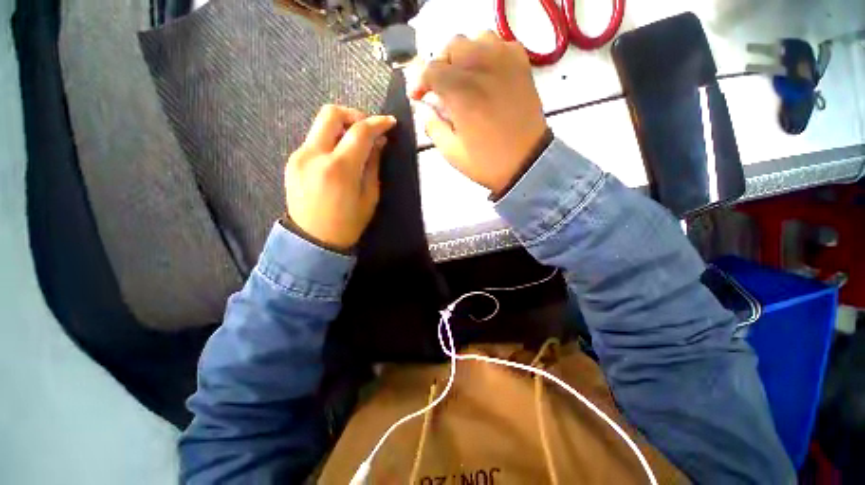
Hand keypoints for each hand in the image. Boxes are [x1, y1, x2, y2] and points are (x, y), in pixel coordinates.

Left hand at [285, 105, 396, 250]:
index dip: (377, 123)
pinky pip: (314, 140)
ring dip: (342, 129)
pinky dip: (331, 141)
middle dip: (354, 115)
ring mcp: (299, 156)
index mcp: (339, 168)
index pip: (360, 132)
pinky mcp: (292, 161)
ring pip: (320, 125)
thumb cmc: (348, 224)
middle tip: (368, 129)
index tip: (389, 122)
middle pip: (331, 113)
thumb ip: (373, 165)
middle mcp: (314, 155)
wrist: (313, 241)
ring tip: (356, 146)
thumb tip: (378, 143)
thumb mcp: (370, 197)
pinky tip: (340, 157)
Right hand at [410, 31, 547, 193]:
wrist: (527, 163)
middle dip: (441, 66)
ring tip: (463, 78)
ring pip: (478, 39)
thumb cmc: (487, 162)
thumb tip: (427, 111)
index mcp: (461, 92)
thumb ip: (433, 127)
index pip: (431, 70)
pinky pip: (501, 45)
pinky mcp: (522, 67)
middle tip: (440, 88)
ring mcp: (505, 63)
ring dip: (464, 56)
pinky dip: (489, 54)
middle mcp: (482, 67)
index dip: (420, 82)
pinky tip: (486, 74)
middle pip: (453, 47)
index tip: (418, 96)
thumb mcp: (451, 152)